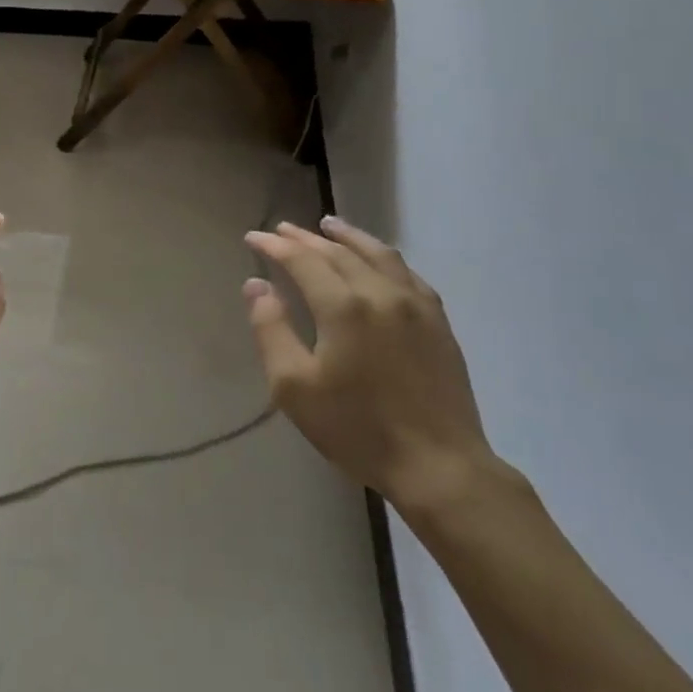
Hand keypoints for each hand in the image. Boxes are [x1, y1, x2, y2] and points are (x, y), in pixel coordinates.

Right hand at [244, 218, 500, 515]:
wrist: (439, 466)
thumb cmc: (358, 429)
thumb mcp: (295, 387)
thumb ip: (271, 329)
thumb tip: (255, 285)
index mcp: (343, 306)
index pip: (302, 260)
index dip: (275, 245)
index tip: (253, 237)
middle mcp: (380, 292)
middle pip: (337, 252)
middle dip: (305, 238)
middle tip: (281, 229)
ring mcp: (415, 304)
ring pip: (377, 254)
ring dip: (348, 236)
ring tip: (328, 225)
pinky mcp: (438, 322)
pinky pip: (406, 273)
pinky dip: (383, 256)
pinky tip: (377, 260)